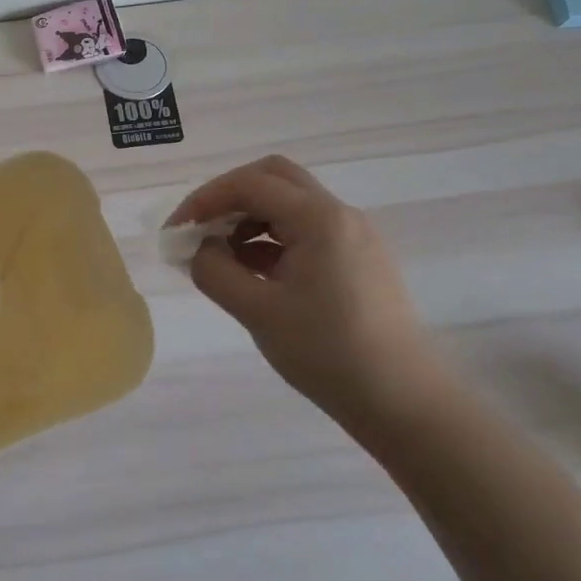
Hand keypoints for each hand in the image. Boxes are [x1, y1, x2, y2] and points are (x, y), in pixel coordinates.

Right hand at [168, 156, 446, 441]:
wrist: (404, 403)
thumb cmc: (327, 354)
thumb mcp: (257, 312)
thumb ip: (215, 271)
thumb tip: (199, 249)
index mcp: (319, 219)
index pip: (250, 184)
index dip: (205, 200)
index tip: (175, 232)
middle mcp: (340, 215)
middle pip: (274, 177)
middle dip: (229, 196)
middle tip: (201, 229)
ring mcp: (354, 236)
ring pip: (290, 203)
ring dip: (250, 217)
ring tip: (222, 257)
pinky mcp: (359, 259)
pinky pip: (307, 230)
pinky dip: (272, 238)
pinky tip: (254, 271)